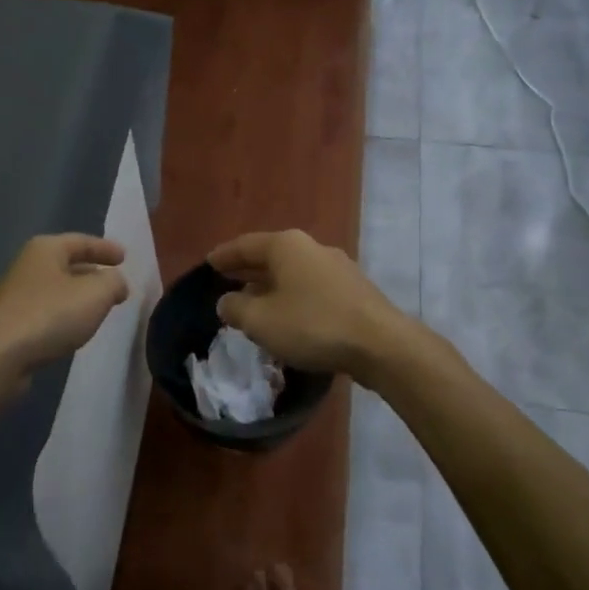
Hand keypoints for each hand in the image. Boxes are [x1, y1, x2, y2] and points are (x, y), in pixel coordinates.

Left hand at [0, 235, 129, 378]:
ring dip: (78, 296)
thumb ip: (114, 282)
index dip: (105, 248)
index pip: (82, 241)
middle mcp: (28, 266)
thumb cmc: (51, 315)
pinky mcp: (11, 323)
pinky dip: (65, 314)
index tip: (125, 258)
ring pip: (57, 289)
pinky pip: (47, 311)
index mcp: (46, 249)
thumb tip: (116, 283)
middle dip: (92, 272)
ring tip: (100, 307)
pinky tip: (75, 329)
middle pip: (67, 263)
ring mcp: (16, 295)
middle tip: (114, 283)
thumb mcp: (96, 294)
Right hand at [207, 230, 405, 380]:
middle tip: (226, 279)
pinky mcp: (353, 290)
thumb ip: (236, 308)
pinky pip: (312, 288)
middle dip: (248, 269)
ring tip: (254, 301)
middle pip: (271, 256)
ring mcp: (337, 267)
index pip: (245, 245)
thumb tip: (226, 301)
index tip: (208, 263)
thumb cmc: (312, 325)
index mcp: (286, 246)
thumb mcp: (261, 321)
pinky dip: (293, 296)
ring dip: (271, 285)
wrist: (380, 344)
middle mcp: (312, 247)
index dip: (224, 256)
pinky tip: (288, 316)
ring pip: (293, 272)